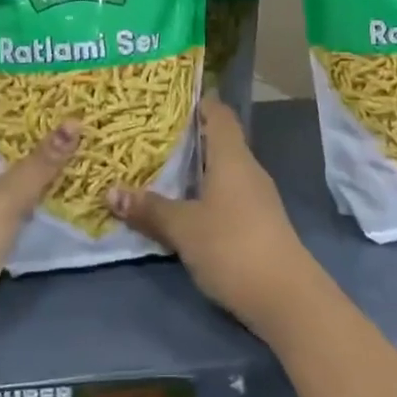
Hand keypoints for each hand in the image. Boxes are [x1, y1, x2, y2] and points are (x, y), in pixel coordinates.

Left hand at [0, 114, 78, 377]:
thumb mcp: (4, 198)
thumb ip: (40, 163)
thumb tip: (75, 121)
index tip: (27, 90)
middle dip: (21, 137)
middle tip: (62, 118)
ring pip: (1, 186)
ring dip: (29, 173)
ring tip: (69, 152)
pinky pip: (8, 218)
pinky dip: (29, 208)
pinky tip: (58, 201)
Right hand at [106, 97, 319, 338]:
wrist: (285, 296)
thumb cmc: (232, 246)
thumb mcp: (184, 228)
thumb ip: (150, 209)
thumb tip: (111, 192)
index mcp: (233, 157)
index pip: (219, 114)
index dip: (199, 103)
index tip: (170, 100)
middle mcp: (248, 169)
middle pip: (219, 141)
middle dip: (188, 138)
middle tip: (150, 137)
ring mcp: (257, 197)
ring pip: (223, 171)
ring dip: (195, 170)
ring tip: (159, 171)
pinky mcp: (258, 222)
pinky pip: (227, 195)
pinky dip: (205, 194)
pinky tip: (184, 208)